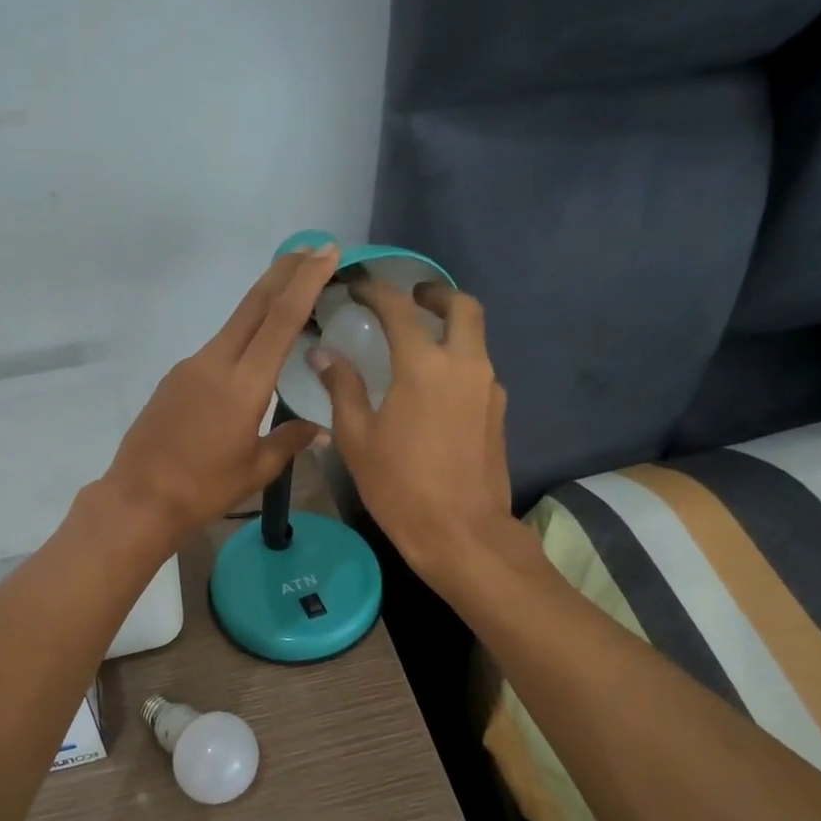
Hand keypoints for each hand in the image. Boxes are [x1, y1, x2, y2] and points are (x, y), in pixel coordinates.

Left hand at [102, 243, 340, 546]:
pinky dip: (242, 337)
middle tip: (313, 249)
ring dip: (264, 303)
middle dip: (285, 271)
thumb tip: (321, 430)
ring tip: (291, 296)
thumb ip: (290, 441)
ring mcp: (190, 366)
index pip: (280, 319)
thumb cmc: (203, 489)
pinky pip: (217, 348)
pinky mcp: (175, 377)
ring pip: (234, 324)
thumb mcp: (256, 469)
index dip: (305, 282)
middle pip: (254, 304)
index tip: (326, 252)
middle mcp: (215, 363)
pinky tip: (252, 353)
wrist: (139, 498)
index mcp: (243, 384)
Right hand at [310, 282, 515, 584]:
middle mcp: (464, 364)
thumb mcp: (357, 438)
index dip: (377, 290)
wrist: (461, 533)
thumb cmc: (400, 486)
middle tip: (411, 299)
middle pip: (462, 306)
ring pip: (476, 336)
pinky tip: (434, 387)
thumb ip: (342, 387)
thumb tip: (322, 353)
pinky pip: (479, 368)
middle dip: (435, 294)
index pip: (400, 308)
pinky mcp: (498, 411)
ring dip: (450, 327)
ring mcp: (488, 387)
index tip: (358, 287)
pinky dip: (458, 359)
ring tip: (418, 344)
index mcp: (424, 365)